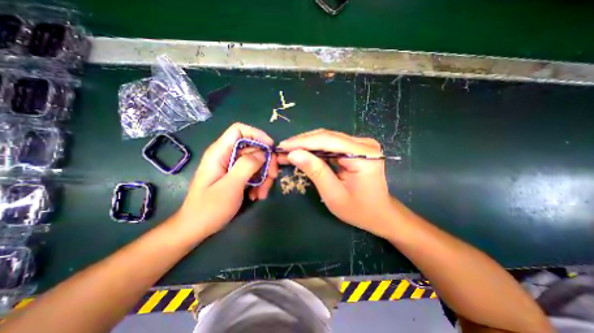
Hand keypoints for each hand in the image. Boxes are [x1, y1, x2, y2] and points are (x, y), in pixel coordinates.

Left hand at [174, 123, 277, 239]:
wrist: (196, 228)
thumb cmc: (209, 208)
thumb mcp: (230, 186)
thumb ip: (246, 166)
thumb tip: (263, 153)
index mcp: (220, 153)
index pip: (239, 130)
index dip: (257, 134)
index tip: (271, 148)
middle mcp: (227, 156)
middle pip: (253, 148)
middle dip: (266, 162)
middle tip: (273, 177)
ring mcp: (232, 167)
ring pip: (257, 163)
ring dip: (264, 177)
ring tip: (262, 193)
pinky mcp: (237, 177)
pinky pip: (254, 174)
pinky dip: (259, 183)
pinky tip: (257, 195)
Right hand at [278, 129, 392, 237]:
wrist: (379, 213)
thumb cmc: (359, 210)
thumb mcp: (333, 194)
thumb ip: (315, 171)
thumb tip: (293, 154)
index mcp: (364, 155)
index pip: (328, 141)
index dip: (303, 142)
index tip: (282, 146)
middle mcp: (364, 144)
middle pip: (328, 136)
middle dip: (303, 142)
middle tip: (282, 149)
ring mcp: (361, 144)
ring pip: (328, 138)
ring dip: (307, 144)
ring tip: (289, 151)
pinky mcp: (356, 148)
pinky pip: (332, 144)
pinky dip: (316, 149)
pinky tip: (303, 152)